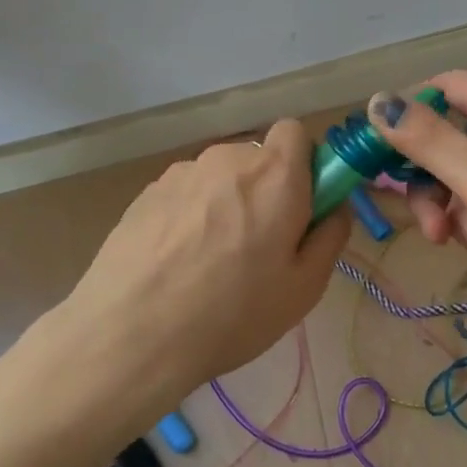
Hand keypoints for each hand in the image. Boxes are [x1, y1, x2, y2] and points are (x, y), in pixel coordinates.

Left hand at [60, 120, 348, 405]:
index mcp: (275, 174)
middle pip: (258, 159)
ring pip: (220, 178)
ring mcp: (181, 173)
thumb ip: (331, 236)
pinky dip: (191, 216)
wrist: (131, 335)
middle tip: (259, 247)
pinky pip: (186, 195)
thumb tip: (335, 207)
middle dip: (266, 190)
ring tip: (210, 262)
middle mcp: (228, 159)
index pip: (297, 132)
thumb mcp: (304, 288)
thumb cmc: (232, 313)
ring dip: (227, 203)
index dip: (305, 165)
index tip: (302, 208)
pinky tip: (177, 262)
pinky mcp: (145, 193)